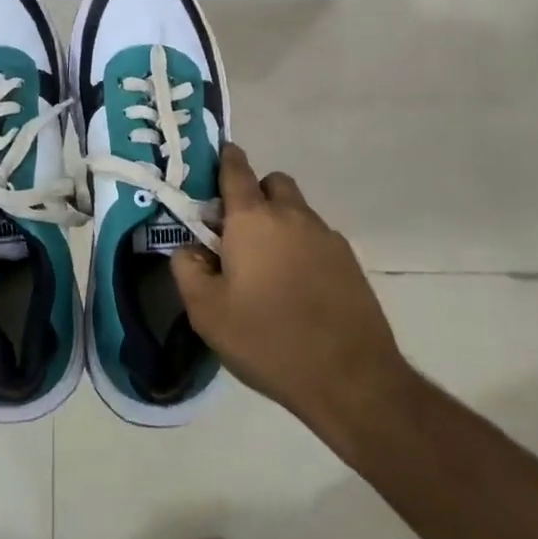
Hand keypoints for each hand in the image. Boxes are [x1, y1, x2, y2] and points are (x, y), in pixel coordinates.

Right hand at [170, 144, 412, 447]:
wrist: (351, 379)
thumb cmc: (267, 339)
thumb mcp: (206, 311)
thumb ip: (186, 268)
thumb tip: (187, 248)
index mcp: (252, 219)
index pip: (235, 169)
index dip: (224, 159)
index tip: (215, 162)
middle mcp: (292, 215)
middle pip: (272, 183)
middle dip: (254, 194)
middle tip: (238, 230)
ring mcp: (326, 237)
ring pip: (297, 211)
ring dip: (280, 222)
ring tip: (267, 266)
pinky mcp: (350, 262)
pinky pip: (317, 238)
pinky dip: (302, 248)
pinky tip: (297, 287)